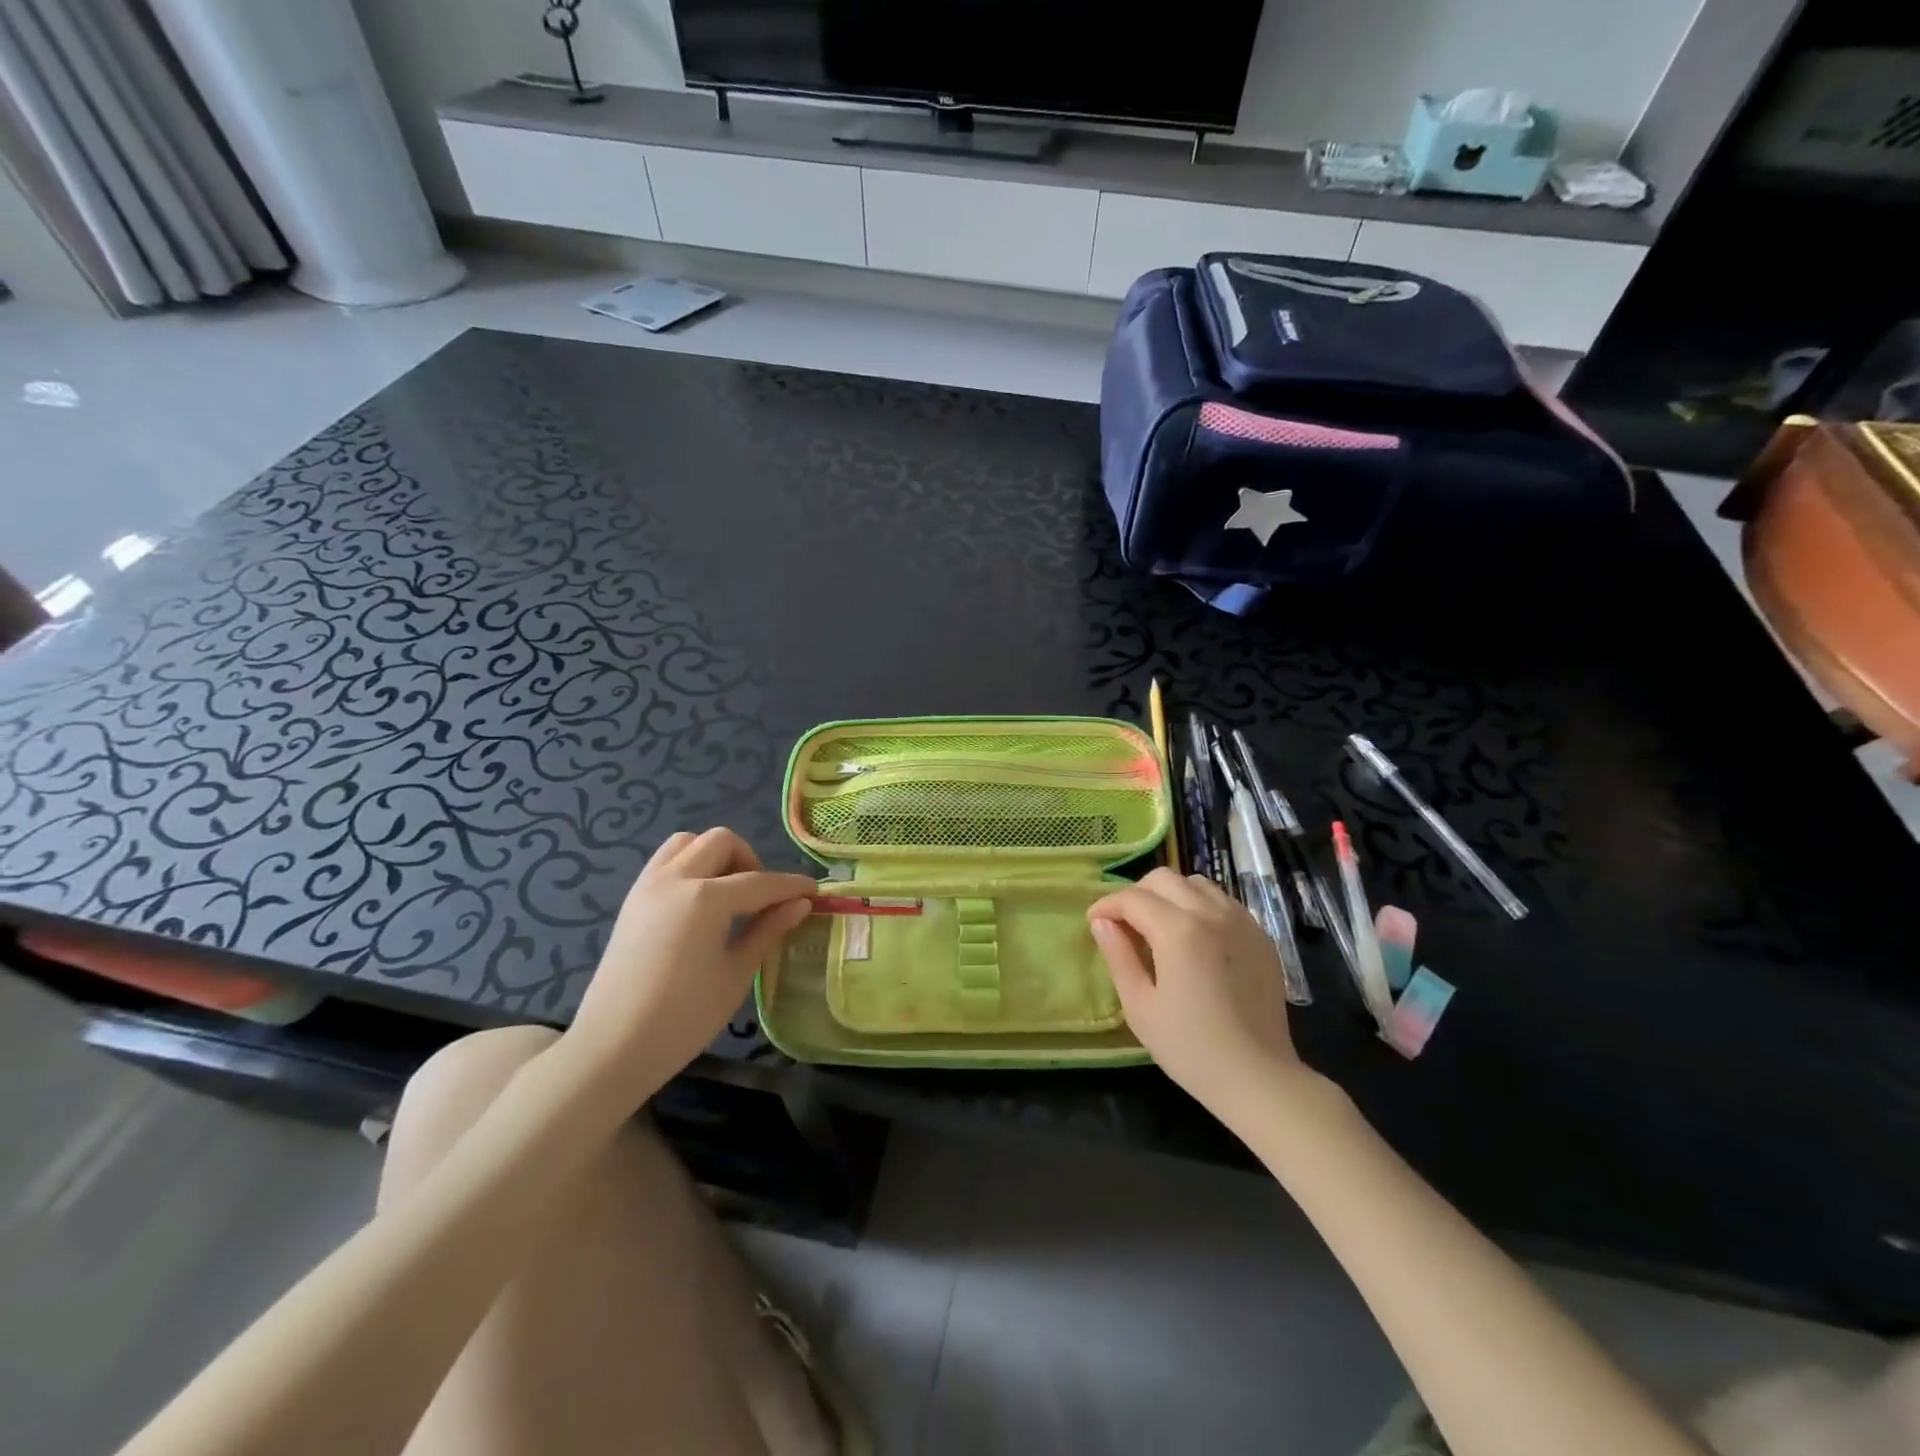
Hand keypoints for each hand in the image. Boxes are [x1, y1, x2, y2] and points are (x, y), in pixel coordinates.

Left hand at [569, 828, 814, 1101]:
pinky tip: (701, 902)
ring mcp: (648, 885)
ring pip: (688, 842)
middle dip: (751, 861)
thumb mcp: (736, 974)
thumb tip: (800, 904)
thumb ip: (768, 930)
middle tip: (764, 897)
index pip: (761, 882)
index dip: (792, 886)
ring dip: (715, 855)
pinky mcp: (632, 899)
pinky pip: (665, 861)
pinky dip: (690, 865)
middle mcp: (675, 878)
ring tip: (729, 893)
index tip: (815, 892)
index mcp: (706, 898)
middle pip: (722, 842)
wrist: (612, 1049)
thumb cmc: (683, 1017)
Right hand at [1088, 869, 1307, 1122]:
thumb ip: (1118, 956)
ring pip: (1196, 884)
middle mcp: (1212, 914)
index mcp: (1179, 931)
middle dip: (1136, 893)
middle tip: (1124, 922)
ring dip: (1170, 895)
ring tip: (1158, 926)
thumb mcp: (1140, 1006)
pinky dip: (1199, 906)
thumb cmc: (1190, 1048)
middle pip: (1164, 879)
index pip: (1133, 898)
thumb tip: (1101, 922)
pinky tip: (1193, 937)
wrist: (1258, 1078)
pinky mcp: (1261, 936)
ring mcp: (1242, 922)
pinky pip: (1223, 902)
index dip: (1107, 905)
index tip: (1094, 921)